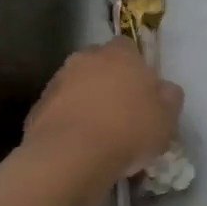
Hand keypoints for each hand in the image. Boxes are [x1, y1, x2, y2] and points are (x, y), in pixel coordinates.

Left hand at [24, 39, 182, 183]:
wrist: (71, 157)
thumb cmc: (129, 130)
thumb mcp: (167, 117)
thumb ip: (169, 97)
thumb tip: (164, 89)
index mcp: (120, 54)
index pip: (128, 47)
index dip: (135, 67)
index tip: (142, 90)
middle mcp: (86, 59)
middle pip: (99, 64)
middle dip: (108, 81)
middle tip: (121, 110)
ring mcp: (57, 82)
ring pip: (77, 86)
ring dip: (86, 102)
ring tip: (99, 134)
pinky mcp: (37, 108)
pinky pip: (59, 110)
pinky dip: (68, 122)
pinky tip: (79, 146)